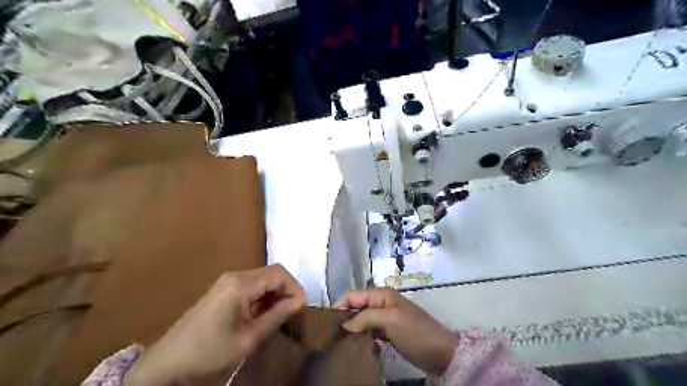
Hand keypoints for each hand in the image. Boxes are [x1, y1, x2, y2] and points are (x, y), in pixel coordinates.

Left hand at [124, 265, 305, 385]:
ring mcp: (227, 281)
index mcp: (240, 284)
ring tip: (280, 315)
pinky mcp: (223, 289)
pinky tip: (263, 314)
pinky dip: (263, 296)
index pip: (279, 273)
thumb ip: (277, 316)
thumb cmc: (209, 352)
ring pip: (263, 278)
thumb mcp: (249, 338)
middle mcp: (235, 275)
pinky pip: (251, 285)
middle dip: (287, 289)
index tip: (301, 308)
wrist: (166, 364)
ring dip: (275, 293)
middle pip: (272, 272)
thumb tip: (299, 301)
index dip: (294, 287)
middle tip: (292, 312)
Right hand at [335, 289, 454, 373]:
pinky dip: (361, 335)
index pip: (354, 295)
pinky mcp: (387, 332)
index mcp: (381, 294)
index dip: (340, 304)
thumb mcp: (390, 320)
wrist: (439, 351)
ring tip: (339, 339)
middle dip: (344, 316)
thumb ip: (366, 317)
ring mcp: (384, 318)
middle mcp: (381, 303)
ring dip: (352, 327)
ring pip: (361, 318)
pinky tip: (354, 344)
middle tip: (331, 332)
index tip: (327, 320)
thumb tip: (345, 324)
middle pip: (356, 306)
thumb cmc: (414, 330)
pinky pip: (369, 330)